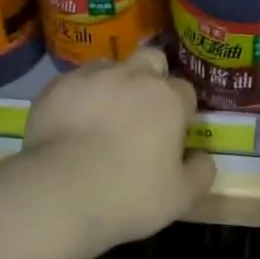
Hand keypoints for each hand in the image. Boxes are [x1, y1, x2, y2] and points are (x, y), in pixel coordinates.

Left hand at [24, 47, 215, 245]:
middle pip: (151, 59)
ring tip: (102, 115)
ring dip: (113, 83)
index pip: (185, 91)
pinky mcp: (57, 87)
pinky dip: (77, 97)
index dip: (182, 110)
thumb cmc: (128, 195)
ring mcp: (92, 77)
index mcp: (168, 99)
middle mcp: (133, 76)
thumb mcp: (180, 198)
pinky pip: (74, 83)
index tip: (174, 132)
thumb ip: (200, 173)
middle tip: (142, 110)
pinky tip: (70, 123)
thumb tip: (203, 158)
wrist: (59, 193)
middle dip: (151, 77)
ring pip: (110, 66)